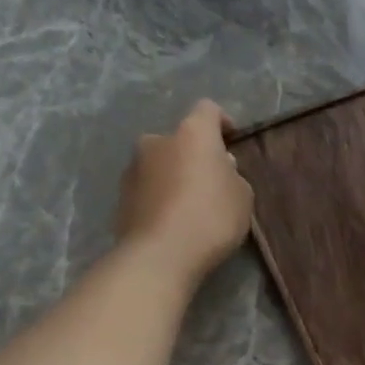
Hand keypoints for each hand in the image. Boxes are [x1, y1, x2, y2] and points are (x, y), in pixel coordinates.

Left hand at [115, 99, 253, 279]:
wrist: (160, 254)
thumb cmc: (211, 218)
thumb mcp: (242, 197)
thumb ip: (233, 176)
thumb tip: (219, 168)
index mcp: (192, 133)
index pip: (208, 109)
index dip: (222, 122)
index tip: (232, 140)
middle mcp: (157, 140)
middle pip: (181, 139)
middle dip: (195, 155)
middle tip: (212, 182)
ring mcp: (134, 166)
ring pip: (162, 163)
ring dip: (176, 176)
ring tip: (191, 206)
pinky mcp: (121, 194)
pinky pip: (149, 188)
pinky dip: (161, 196)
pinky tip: (173, 221)